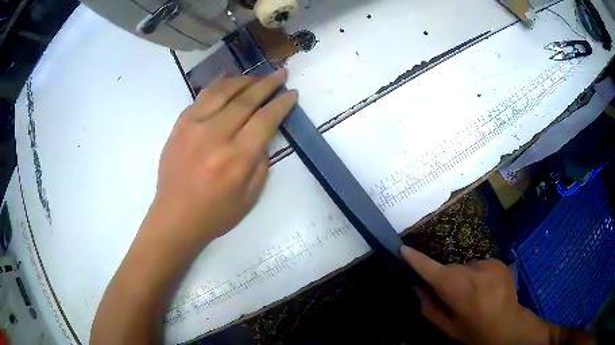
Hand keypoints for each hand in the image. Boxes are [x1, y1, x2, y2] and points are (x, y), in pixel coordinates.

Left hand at [149, 69, 296, 248]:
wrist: (175, 217)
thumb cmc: (216, 213)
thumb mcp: (251, 196)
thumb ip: (261, 161)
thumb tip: (263, 134)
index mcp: (237, 158)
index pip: (265, 119)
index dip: (281, 103)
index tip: (291, 93)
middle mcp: (216, 135)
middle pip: (246, 99)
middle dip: (267, 84)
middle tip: (280, 73)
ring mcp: (194, 126)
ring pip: (224, 91)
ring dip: (244, 80)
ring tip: (257, 76)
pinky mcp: (180, 124)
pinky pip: (201, 96)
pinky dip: (218, 83)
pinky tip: (228, 77)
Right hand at [401, 246, 551, 344]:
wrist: (508, 326)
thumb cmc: (473, 332)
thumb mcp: (446, 327)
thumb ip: (429, 307)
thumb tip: (417, 286)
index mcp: (460, 293)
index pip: (434, 272)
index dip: (417, 261)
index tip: (403, 250)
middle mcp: (476, 273)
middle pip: (450, 268)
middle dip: (445, 278)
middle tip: (450, 295)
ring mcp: (490, 264)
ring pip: (464, 266)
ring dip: (462, 276)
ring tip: (471, 294)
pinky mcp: (499, 261)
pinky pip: (478, 264)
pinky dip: (475, 274)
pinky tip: (484, 288)